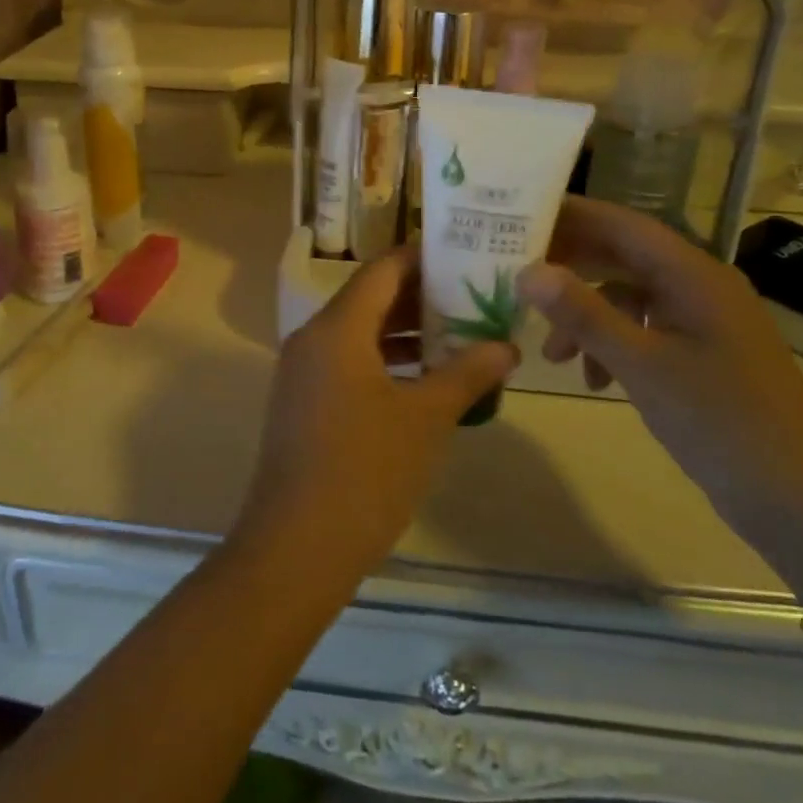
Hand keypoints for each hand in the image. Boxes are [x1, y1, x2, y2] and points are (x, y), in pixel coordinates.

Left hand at [235, 245, 516, 581]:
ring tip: (461, 335)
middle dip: (422, 297)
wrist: (296, 548)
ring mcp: (304, 373)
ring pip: (360, 334)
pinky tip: (425, 381)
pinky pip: (349, 364)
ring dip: (406, 333)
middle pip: (370, 299)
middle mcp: (313, 339)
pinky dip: (386, 363)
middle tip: (474, 295)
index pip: (382, 270)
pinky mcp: (304, 404)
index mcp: (337, 328)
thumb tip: (506, 346)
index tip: (464, 254)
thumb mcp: (425, 419)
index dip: (422, 258)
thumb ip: (466, 374)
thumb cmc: (365, 471)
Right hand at [518, 198, 802, 558]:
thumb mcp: (643, 366)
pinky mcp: (699, 354)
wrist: (800, 502)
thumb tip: (527, 271)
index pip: (621, 224)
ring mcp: (700, 321)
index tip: (517, 217)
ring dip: (586, 316)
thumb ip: (584, 314)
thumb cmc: (723, 423)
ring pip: (626, 297)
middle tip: (516, 277)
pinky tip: (593, 380)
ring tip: (552, 354)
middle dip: (569, 267)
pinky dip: (611, 345)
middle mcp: (698, 286)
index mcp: (693, 274)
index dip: (570, 215)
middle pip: (621, 256)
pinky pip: (643, 330)